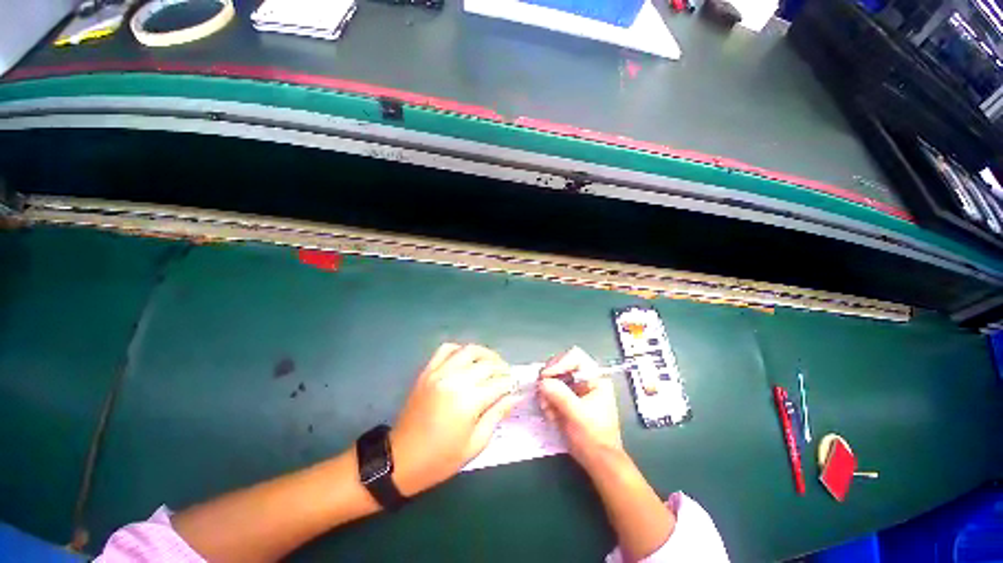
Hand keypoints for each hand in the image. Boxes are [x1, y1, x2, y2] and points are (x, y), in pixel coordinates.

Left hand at [390, 343, 518, 495]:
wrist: (401, 460)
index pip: (499, 382)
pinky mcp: (427, 371)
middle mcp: (455, 380)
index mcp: (468, 401)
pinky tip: (467, 359)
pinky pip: (446, 349)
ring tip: (492, 363)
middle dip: (502, 368)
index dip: (510, 383)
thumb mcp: (475, 444)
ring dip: (485, 354)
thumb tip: (515, 396)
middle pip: (487, 364)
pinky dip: (460, 349)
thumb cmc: (441, 458)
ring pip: (469, 350)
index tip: (515, 387)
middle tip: (507, 377)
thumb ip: (497, 415)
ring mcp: (439, 372)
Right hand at [538, 347, 623, 471]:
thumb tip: (542, 382)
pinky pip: (551, 391)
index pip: (574, 357)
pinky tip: (549, 413)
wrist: (598, 462)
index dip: (558, 363)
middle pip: (561, 365)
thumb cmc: (594, 437)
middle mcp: (585, 379)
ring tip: (546, 408)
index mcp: (595, 378)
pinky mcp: (568, 398)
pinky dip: (547, 400)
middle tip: (541, 392)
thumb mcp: (577, 415)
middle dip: (549, 380)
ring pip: (553, 378)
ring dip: (546, 392)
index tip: (545, 377)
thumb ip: (560, 396)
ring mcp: (575, 388)